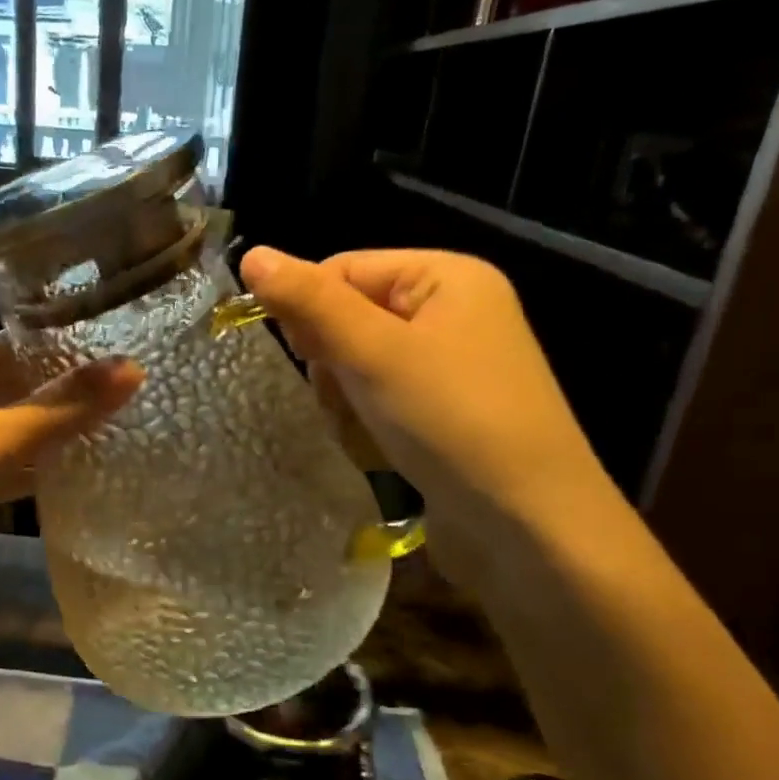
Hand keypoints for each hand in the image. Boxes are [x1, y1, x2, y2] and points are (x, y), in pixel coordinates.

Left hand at [0, 334, 141, 606]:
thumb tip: (135, 368)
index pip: (26, 341)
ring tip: (113, 437)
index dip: (75, 350)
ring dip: (50, 435)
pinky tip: (66, 480)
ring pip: (9, 428)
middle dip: (68, 396)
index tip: (129, 361)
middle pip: (20, 385)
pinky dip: (27, 470)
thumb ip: (65, 407)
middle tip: (133, 403)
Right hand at [240, 246, 616, 580]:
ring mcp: (451, 367)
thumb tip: (251, 254)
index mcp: (446, 277)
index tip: (302, 356)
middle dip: (334, 364)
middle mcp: (453, 313)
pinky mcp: (444, 414)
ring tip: (367, 433)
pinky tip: (381, 452)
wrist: (526, 525)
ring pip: (358, 367)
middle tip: (345, 399)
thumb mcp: (373, 353)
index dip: (310, 308)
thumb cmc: (450, 421)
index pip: (345, 268)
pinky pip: (381, 401)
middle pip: (350, 319)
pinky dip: (369, 425)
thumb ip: (310, 302)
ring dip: (347, 401)